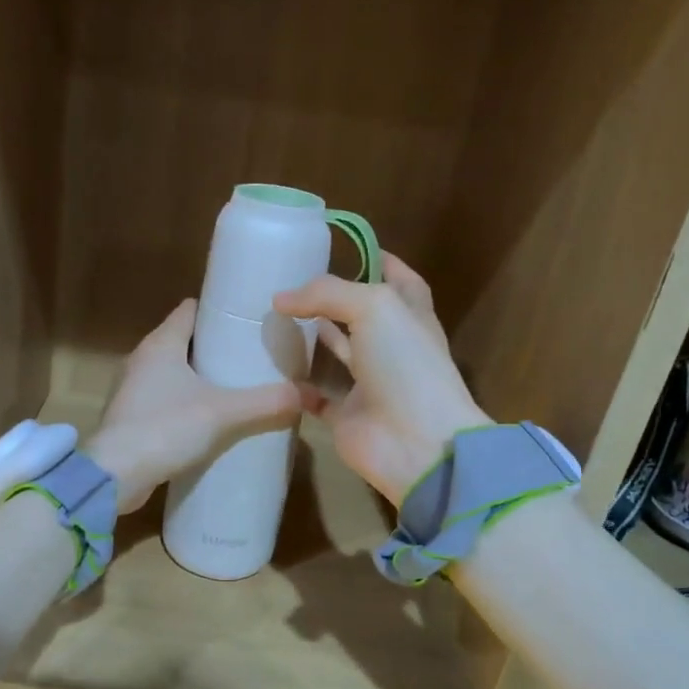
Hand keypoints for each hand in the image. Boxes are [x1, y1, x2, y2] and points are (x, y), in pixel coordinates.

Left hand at [85, 300, 303, 513]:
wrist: (114, 475)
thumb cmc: (165, 428)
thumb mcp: (224, 413)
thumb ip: (266, 402)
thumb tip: (307, 394)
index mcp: (161, 343)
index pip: (190, 309)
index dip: (218, 309)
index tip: (247, 319)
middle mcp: (142, 358)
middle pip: (183, 340)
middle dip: (215, 346)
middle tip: (251, 356)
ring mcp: (133, 389)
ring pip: (173, 371)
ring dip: (200, 377)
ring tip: (236, 387)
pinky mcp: (131, 417)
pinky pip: (164, 398)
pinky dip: (185, 402)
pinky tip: (209, 419)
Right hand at [273, 252, 488, 505]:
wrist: (415, 442)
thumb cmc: (405, 364)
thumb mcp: (374, 307)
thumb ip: (327, 293)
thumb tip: (280, 298)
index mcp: (410, 316)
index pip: (399, 280)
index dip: (378, 260)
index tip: (345, 247)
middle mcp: (392, 347)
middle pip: (363, 316)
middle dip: (333, 299)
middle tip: (293, 284)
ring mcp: (370, 383)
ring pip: (339, 354)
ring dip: (313, 338)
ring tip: (276, 317)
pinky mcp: (348, 416)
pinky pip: (318, 398)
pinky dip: (298, 387)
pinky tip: (273, 369)